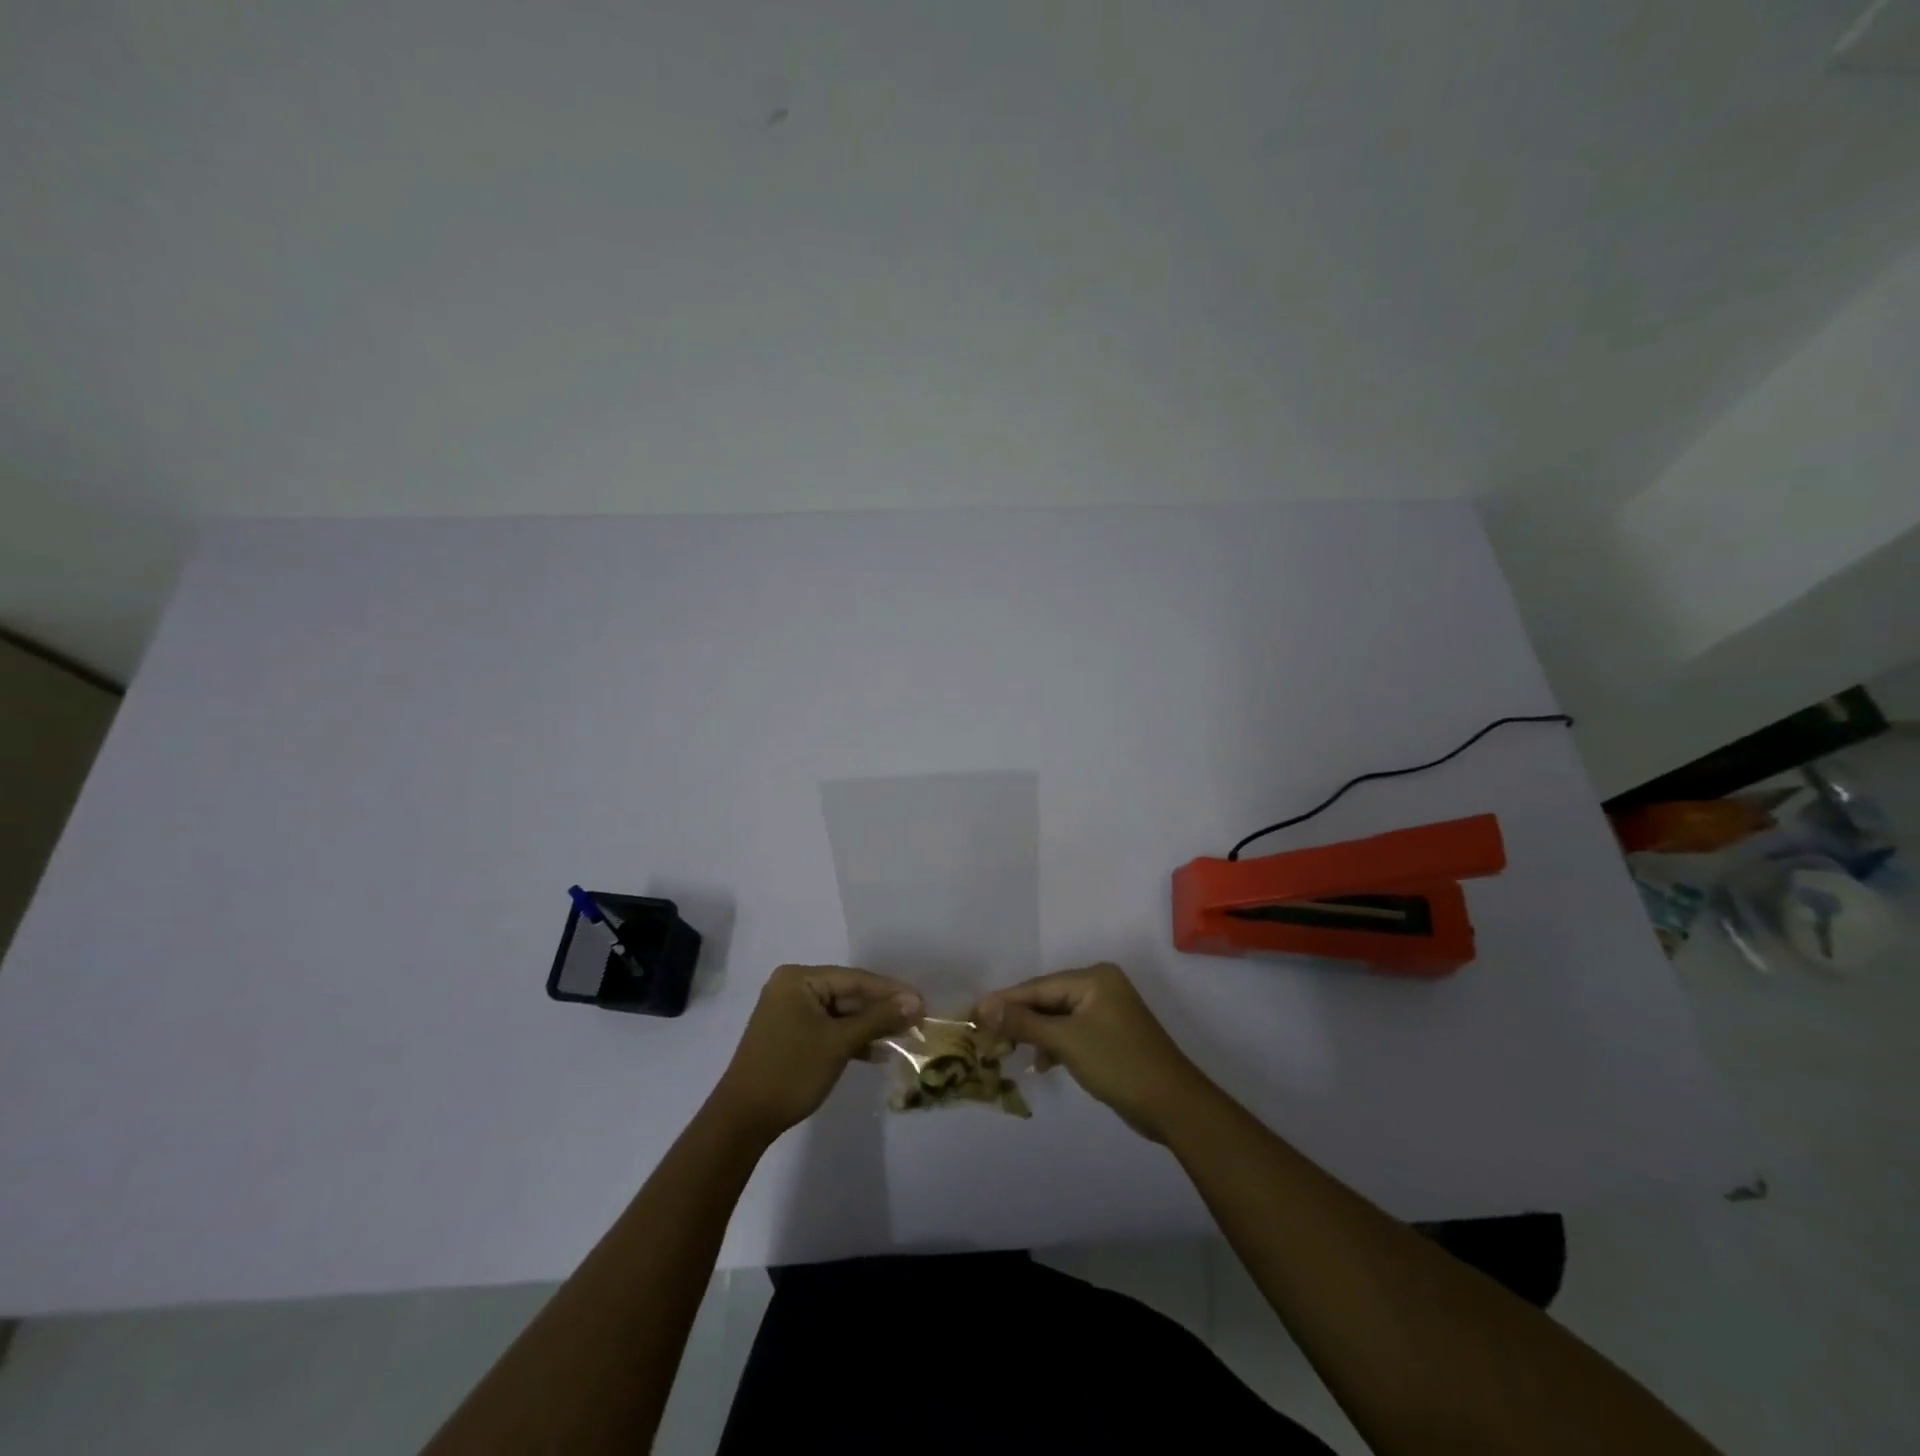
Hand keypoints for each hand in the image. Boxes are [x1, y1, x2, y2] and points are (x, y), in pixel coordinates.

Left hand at [712, 966, 921, 1140]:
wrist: (743, 1120)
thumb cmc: (791, 1071)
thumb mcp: (839, 1043)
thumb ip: (878, 1019)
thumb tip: (915, 1002)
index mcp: (799, 979)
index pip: (855, 979)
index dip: (891, 991)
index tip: (923, 1002)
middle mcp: (793, 988)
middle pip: (849, 994)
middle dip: (882, 1010)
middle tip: (918, 1021)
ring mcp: (791, 1013)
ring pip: (842, 1014)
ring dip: (871, 1027)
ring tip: (905, 1037)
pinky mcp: (792, 1036)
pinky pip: (830, 1030)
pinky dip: (852, 1040)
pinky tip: (878, 1053)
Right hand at [977, 963, 1209, 1141]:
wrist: (1173, 1105)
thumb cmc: (1119, 1064)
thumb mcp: (1067, 1041)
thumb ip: (1025, 1022)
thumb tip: (985, 1006)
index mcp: (1094, 978)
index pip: (1039, 986)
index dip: (1005, 1000)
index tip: (973, 1011)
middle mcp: (1100, 986)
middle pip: (1047, 999)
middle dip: (1018, 1018)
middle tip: (983, 1033)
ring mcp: (1107, 1011)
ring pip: (1058, 1017)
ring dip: (1034, 1033)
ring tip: (1003, 1048)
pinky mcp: (1110, 1035)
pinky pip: (1072, 1032)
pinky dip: (1055, 1045)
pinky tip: (1040, 1063)